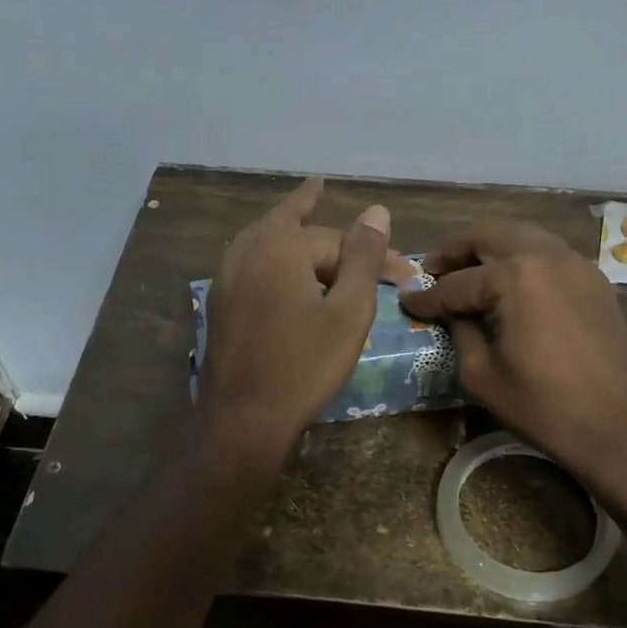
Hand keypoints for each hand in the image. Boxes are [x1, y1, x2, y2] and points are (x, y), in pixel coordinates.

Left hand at [198, 177, 400, 454]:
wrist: (244, 418)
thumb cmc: (304, 365)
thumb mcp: (348, 312)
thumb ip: (363, 258)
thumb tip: (376, 211)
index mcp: (280, 245)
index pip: (338, 240)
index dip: (376, 255)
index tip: (406, 276)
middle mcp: (246, 249)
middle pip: (297, 230)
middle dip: (332, 237)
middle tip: (355, 232)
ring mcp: (226, 276)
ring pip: (266, 240)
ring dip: (291, 230)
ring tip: (306, 209)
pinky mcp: (220, 302)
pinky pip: (252, 263)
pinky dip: (274, 256)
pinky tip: (282, 264)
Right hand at [400, 219, 626, 480]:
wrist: (618, 426)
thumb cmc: (543, 406)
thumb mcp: (482, 374)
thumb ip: (460, 332)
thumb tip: (451, 313)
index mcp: (516, 277)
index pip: (458, 282)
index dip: (428, 297)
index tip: (407, 301)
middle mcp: (547, 256)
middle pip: (491, 234)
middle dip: (456, 249)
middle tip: (433, 270)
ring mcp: (577, 264)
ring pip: (523, 235)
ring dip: (490, 248)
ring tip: (467, 271)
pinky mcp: (595, 280)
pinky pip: (549, 254)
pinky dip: (522, 258)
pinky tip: (508, 284)